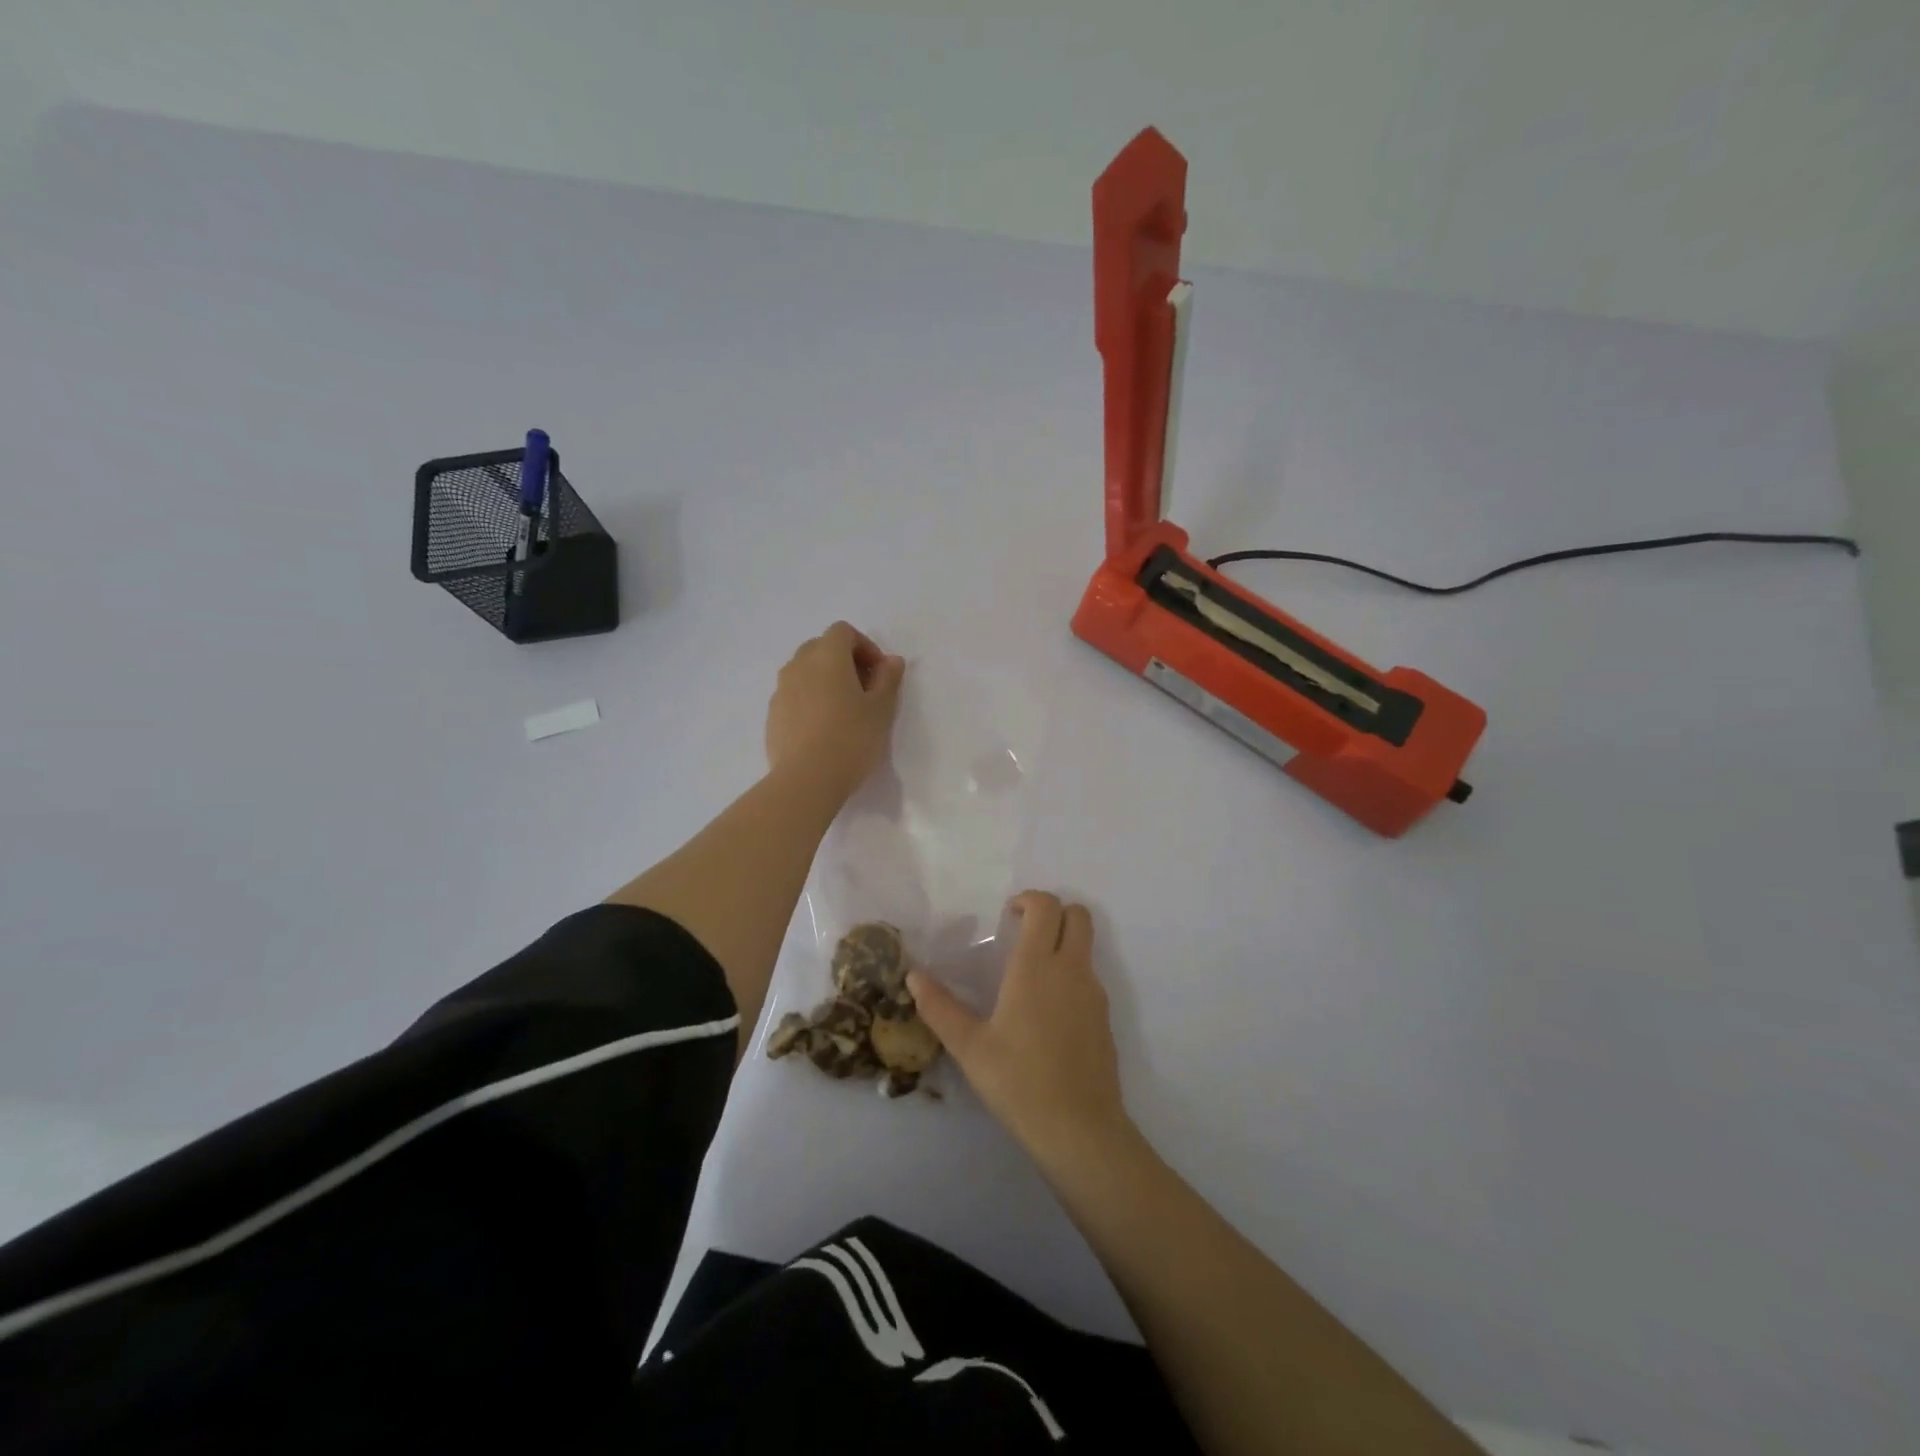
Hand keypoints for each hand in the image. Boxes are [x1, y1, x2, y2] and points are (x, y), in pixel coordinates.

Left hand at [765, 622, 905, 800]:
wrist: (806, 780)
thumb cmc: (851, 739)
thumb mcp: (882, 709)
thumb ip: (888, 679)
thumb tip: (891, 660)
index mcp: (827, 657)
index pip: (843, 632)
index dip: (865, 646)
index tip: (880, 673)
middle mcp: (798, 666)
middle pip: (820, 647)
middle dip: (844, 661)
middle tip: (864, 689)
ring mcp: (780, 691)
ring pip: (804, 672)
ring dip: (824, 680)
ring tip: (843, 711)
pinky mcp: (772, 716)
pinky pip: (793, 696)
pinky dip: (809, 700)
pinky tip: (823, 729)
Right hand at [908, 892, 1131, 1165]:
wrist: (1080, 1129)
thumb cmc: (1019, 1082)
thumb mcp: (969, 1047)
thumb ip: (940, 1008)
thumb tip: (913, 976)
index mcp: (1037, 967)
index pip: (1047, 907)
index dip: (1029, 900)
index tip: (1007, 916)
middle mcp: (1071, 970)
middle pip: (1078, 914)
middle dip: (1053, 912)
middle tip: (1023, 933)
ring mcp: (1094, 993)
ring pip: (1086, 946)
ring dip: (1062, 943)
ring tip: (1028, 976)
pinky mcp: (1104, 1018)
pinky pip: (1089, 978)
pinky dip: (1070, 974)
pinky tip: (1046, 1014)